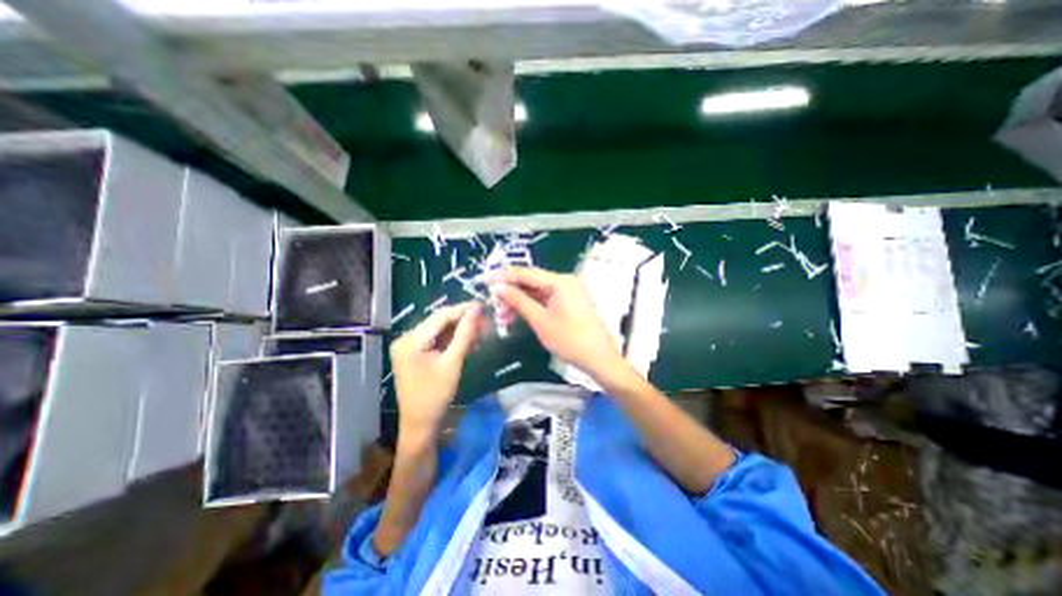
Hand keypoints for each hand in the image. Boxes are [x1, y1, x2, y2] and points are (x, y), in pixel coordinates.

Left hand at [388, 306, 481, 435]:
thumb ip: (465, 334)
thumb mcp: (453, 363)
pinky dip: (453, 340)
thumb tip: (476, 310)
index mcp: (411, 340)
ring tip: (481, 330)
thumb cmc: (435, 395)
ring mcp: (410, 346)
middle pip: (439, 322)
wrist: (420, 424)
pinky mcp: (416, 353)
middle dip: (463, 320)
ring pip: (440, 330)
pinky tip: (469, 341)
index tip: (483, 305)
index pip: (440, 316)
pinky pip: (437, 340)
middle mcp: (406, 338)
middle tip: (485, 319)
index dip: (463, 309)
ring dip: (460, 330)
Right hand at [487, 268, 623, 383]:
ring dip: (520, 301)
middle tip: (494, 306)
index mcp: (559, 281)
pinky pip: (547, 298)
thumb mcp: (539, 320)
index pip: (526, 273)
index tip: (485, 281)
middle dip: (511, 293)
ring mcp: (569, 291)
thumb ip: (518, 300)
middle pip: (532, 281)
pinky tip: (520, 315)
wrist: (599, 358)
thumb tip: (497, 287)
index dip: (504, 276)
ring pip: (538, 291)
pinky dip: (533, 306)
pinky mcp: (571, 301)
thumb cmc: (569, 340)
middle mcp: (565, 281)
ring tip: (504, 316)